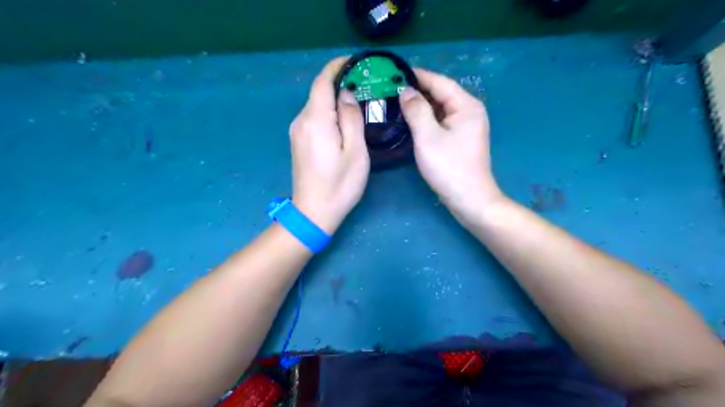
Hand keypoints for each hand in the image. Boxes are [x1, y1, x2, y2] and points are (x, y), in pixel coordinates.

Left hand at [289, 58, 368, 233]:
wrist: (313, 212)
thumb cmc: (339, 185)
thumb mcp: (355, 152)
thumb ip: (351, 118)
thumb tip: (347, 95)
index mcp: (316, 121)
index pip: (322, 82)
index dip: (336, 67)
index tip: (354, 62)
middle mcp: (301, 121)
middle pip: (318, 93)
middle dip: (339, 84)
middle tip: (364, 85)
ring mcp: (297, 132)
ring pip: (316, 105)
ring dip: (334, 100)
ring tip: (357, 102)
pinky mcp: (298, 141)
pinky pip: (314, 118)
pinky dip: (328, 113)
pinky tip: (342, 121)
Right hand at [399, 69, 501, 221]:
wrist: (469, 199)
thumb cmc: (449, 167)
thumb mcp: (428, 137)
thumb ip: (416, 110)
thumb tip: (406, 91)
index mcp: (466, 105)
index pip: (440, 82)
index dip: (418, 75)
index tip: (395, 72)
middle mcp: (469, 111)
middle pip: (441, 94)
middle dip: (417, 91)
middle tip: (391, 88)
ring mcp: (466, 127)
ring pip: (440, 109)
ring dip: (420, 105)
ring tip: (396, 102)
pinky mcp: (460, 140)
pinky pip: (440, 122)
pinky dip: (426, 119)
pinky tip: (410, 121)